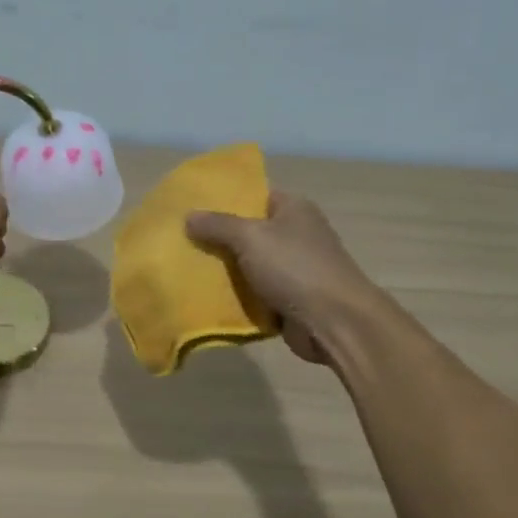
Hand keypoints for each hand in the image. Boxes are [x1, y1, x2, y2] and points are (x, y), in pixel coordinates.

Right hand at [187, 191, 377, 363]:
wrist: (334, 322)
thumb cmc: (295, 267)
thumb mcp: (250, 237)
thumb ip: (218, 225)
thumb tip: (189, 216)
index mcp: (293, 209)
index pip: (255, 195)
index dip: (226, 200)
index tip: (193, 208)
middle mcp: (296, 234)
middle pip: (250, 231)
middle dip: (219, 238)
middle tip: (183, 240)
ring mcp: (295, 268)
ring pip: (250, 265)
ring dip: (226, 271)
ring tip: (188, 269)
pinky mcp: (291, 299)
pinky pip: (256, 293)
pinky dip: (238, 296)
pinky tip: (208, 297)